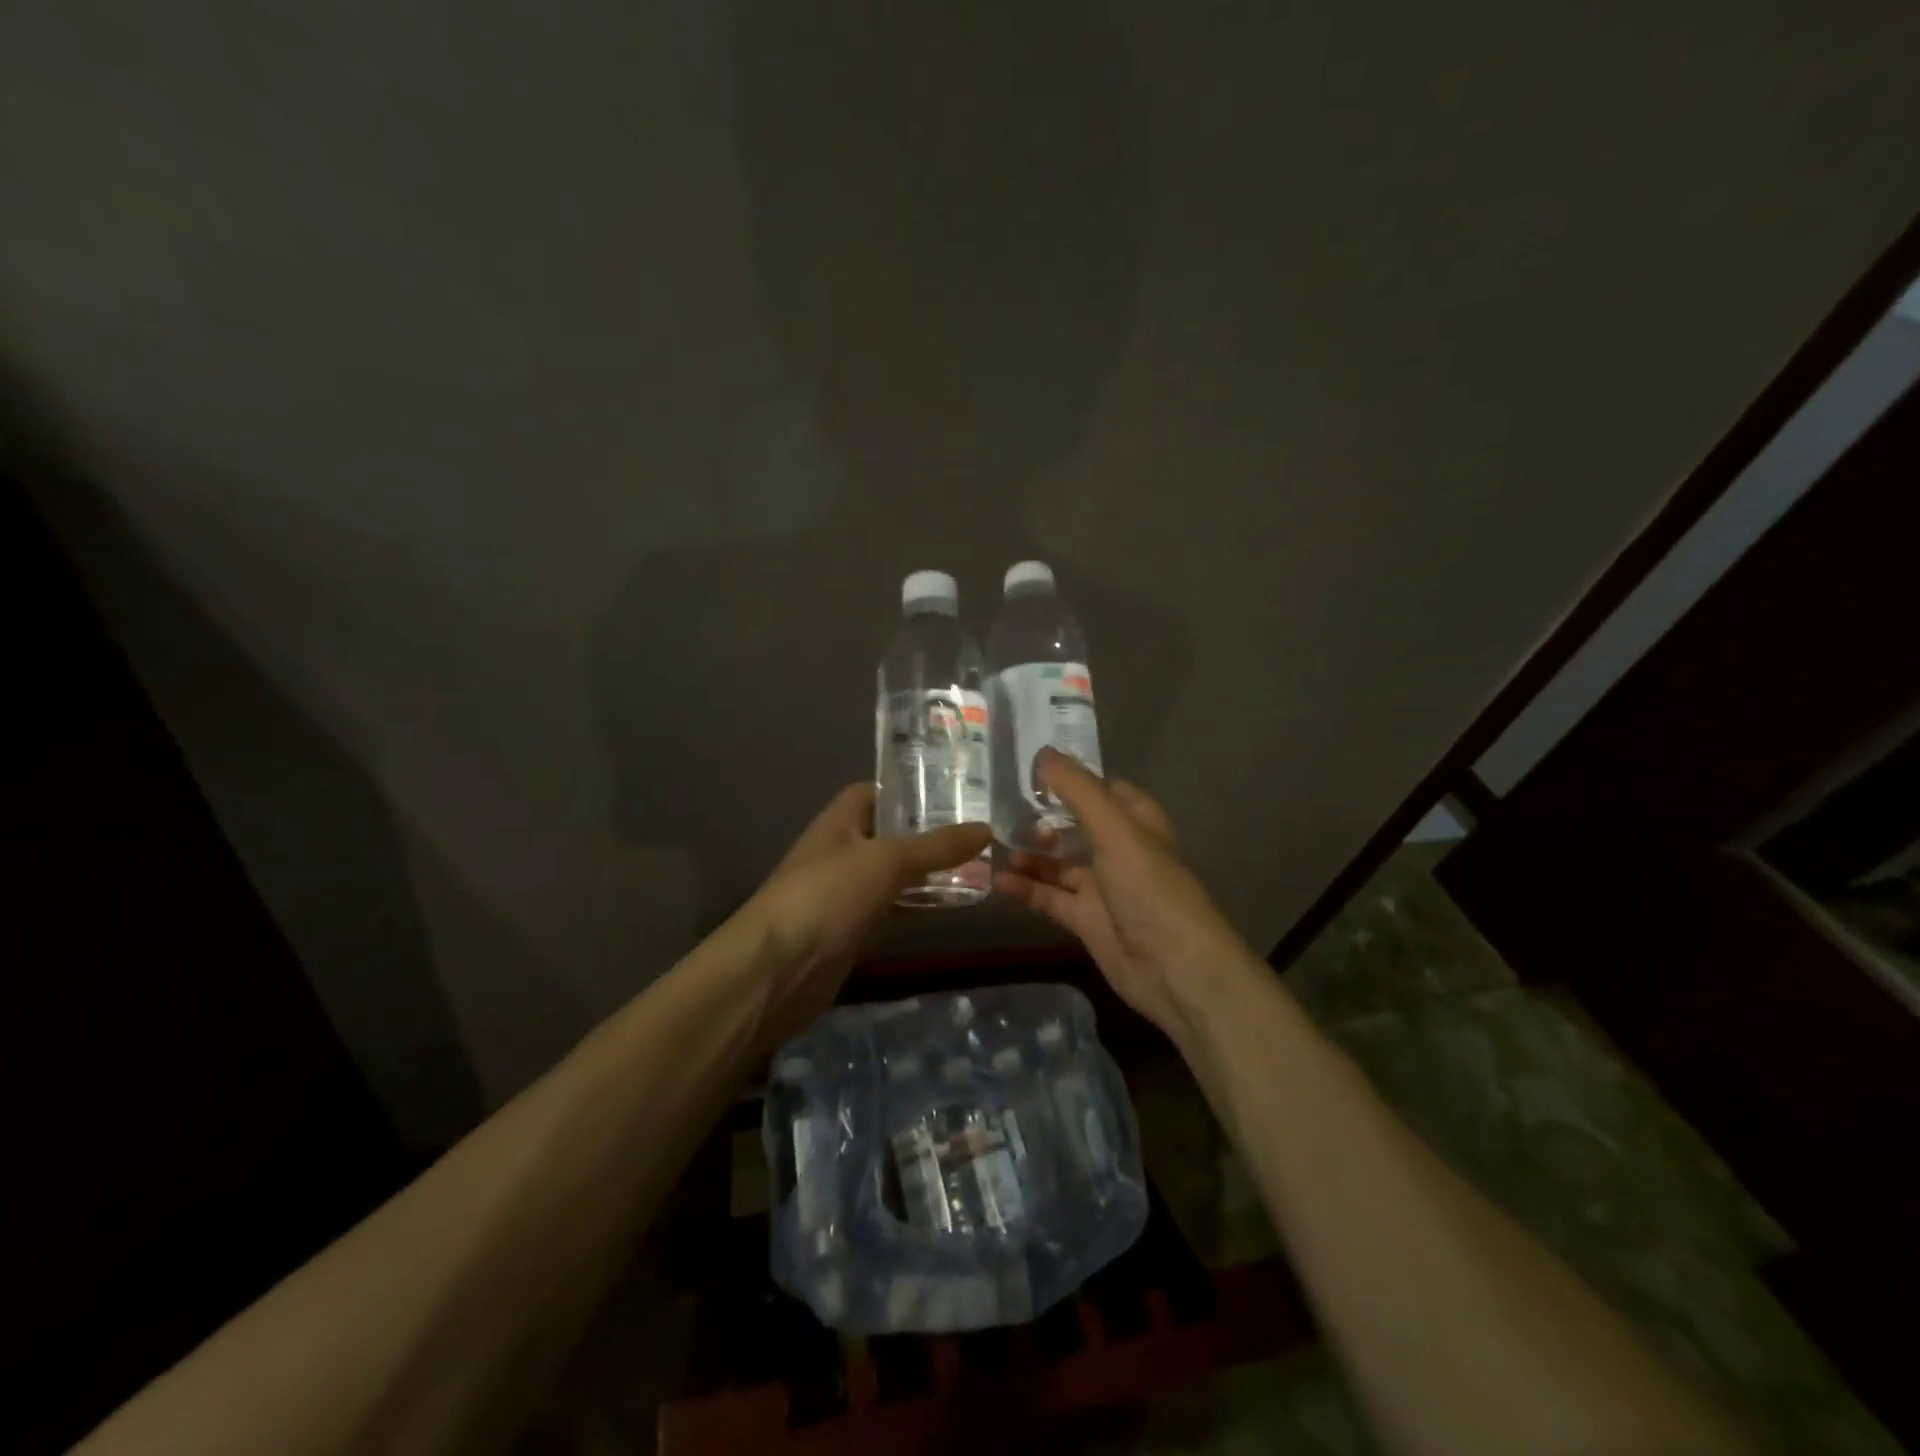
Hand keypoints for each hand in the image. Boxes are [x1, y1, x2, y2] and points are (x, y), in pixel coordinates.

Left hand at [739, 783, 989, 1046]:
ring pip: (895, 876)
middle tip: (980, 832)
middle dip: (929, 834)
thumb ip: (936, 846)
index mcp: (839, 822)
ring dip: (929, 873)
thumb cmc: (827, 897)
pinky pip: (893, 910)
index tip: (952, 793)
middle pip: (889, 835)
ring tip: (981, 866)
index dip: (907, 791)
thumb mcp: (886, 861)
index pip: (873, 794)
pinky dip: (919, 907)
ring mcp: (846, 895)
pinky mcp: (853, 932)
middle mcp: (841, 853)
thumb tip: (986, 829)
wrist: (777, 972)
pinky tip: (955, 906)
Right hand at [993, 749, 1253, 1039]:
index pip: (1100, 788)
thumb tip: (1042, 753)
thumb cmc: (1150, 888)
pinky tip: (997, 881)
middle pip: (1074, 825)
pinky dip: (1026, 889)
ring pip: (1058, 863)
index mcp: (1135, 821)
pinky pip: (1050, 898)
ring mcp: (1102, 887)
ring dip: (1029, 854)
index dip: (1068, 777)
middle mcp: (1119, 850)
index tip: (1026, 768)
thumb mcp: (1115, 830)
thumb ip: (1078, 790)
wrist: (1175, 970)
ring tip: (990, 844)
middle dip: (1040, 817)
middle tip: (997, 810)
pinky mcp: (1087, 920)